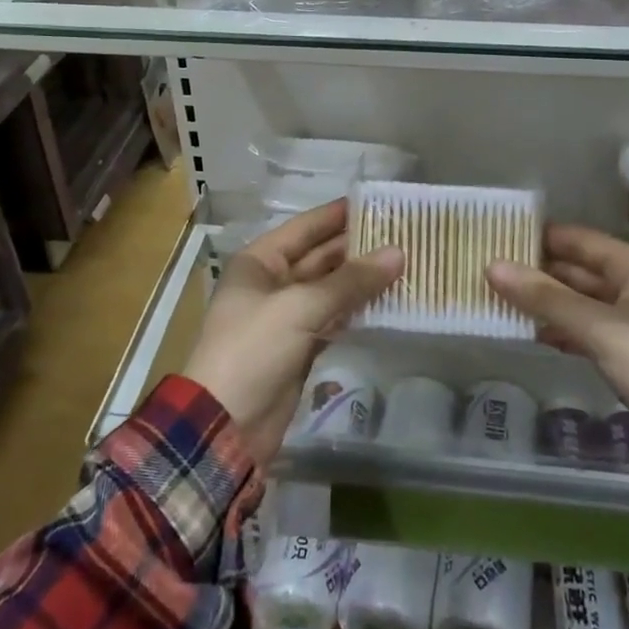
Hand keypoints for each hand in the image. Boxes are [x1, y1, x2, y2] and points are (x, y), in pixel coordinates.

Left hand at [182, 201, 403, 464]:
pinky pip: (333, 319)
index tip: (377, 203)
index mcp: (259, 262)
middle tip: (402, 236)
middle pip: (320, 257)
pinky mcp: (299, 347)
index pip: (305, 228)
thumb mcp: (300, 307)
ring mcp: (285, 317)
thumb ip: (350, 281)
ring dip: (361, 280)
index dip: (338, 215)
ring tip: (404, 264)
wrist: (225, 425)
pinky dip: (356, 311)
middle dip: (357, 248)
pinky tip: (387, 301)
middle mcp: (271, 283)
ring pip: (329, 290)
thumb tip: (398, 253)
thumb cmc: (253, 349)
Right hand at [486, 225, 628, 419]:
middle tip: (498, 271)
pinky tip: (537, 333)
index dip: (545, 237)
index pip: (582, 241)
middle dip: (542, 273)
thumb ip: (544, 297)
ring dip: (550, 303)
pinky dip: (565, 329)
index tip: (507, 236)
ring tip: (508, 301)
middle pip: (581, 271)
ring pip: (583, 302)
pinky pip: (590, 329)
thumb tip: (492, 266)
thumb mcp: (595, 325)